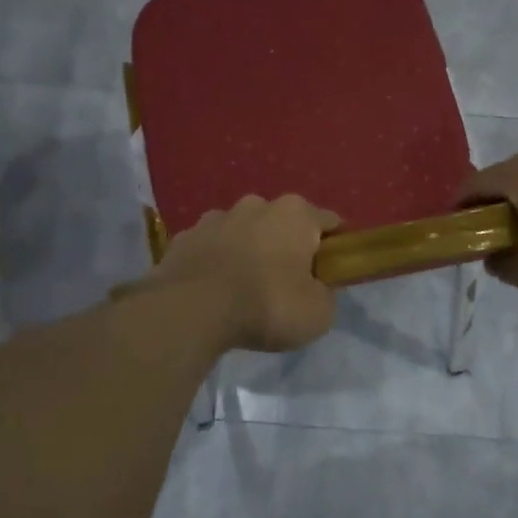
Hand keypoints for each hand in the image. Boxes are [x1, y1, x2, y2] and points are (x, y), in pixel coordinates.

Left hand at [146, 194, 340, 352]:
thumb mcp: (318, 313)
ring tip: (244, 288)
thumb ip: (324, 294)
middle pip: (282, 223)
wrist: (191, 311)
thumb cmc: (267, 305)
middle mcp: (256, 204)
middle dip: (286, 246)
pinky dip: (215, 263)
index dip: (334, 247)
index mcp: (295, 214)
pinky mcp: (183, 237)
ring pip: (242, 232)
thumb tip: (316, 289)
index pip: (328, 222)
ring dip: (248, 251)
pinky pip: (209, 248)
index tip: (332, 272)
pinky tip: (214, 290)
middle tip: (287, 283)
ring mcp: (214, 218)